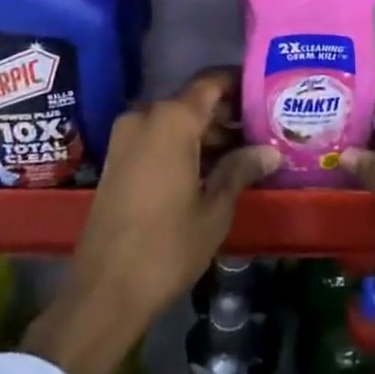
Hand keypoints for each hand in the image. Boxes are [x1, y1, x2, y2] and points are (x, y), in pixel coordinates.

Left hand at [21, 70, 277, 373]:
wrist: (104, 291)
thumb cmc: (167, 246)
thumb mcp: (214, 209)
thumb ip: (240, 169)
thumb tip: (270, 150)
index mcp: (172, 119)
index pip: (212, 83)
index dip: (240, 83)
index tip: (265, 91)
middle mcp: (146, 116)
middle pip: (193, 101)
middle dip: (226, 113)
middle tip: (262, 128)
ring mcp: (126, 137)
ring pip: (175, 121)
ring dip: (205, 132)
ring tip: (243, 151)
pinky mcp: (117, 159)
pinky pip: (157, 138)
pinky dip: (183, 144)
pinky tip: (211, 167)